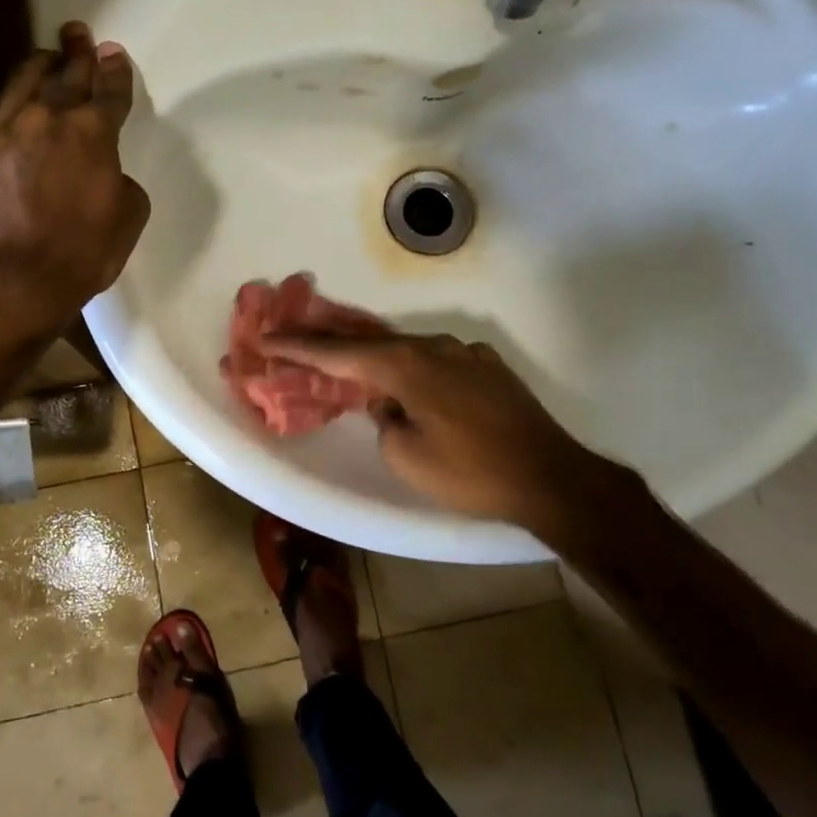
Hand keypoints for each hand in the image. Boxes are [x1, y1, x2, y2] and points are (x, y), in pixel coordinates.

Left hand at [0, 22, 149, 338]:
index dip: (115, 71)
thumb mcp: (127, 218)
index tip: (114, 53)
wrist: (12, 279)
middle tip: (78, 33)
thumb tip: (106, 175)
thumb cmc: (83, 253)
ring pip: (24, 86)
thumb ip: (121, 183)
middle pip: (66, 75)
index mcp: (93, 134)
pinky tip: (16, 117)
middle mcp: (48, 121)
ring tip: (46, 57)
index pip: (109, 92)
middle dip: (77, 53)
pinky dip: (13, 113)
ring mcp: (6, 135)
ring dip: (40, 68)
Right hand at [258, 330, 635, 525]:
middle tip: (298, 340)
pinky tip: (413, 386)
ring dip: (376, 358)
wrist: (551, 478)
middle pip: (370, 341)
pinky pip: (437, 361)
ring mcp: (465, 353)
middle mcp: (434, 347)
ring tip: (351, 366)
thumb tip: (388, 403)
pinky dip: (413, 368)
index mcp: (406, 366)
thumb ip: (384, 420)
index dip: (297, 347)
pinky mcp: (488, 367)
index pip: (338, 353)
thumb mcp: (407, 456)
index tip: (265, 338)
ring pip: (407, 349)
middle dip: (331, 343)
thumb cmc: (470, 472)